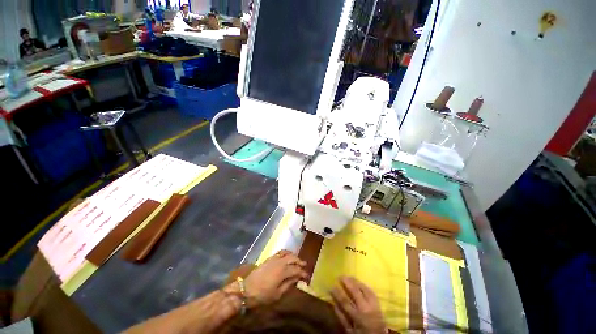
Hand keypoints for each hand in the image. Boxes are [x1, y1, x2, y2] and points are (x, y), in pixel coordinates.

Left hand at [226, 250, 307, 307]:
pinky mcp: (269, 258)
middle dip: (299, 261)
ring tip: (297, 259)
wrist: (246, 290)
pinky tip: (286, 256)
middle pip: (293, 258)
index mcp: (283, 271)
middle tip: (304, 265)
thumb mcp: (277, 294)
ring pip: (287, 253)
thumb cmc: (262, 295)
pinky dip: (286, 252)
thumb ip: (288, 285)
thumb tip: (297, 279)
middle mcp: (280, 262)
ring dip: (293, 255)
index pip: (296, 270)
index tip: (307, 277)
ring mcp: (274, 259)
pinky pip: (280, 252)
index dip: (303, 273)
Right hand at [331, 276, 387, 333]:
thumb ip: (342, 317)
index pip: (345, 302)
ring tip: (348, 276)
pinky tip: (359, 282)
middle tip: (340, 276)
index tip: (331, 286)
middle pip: (355, 292)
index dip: (337, 293)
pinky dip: (364, 285)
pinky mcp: (378, 304)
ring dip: (356, 281)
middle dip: (347, 282)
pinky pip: (371, 291)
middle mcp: (366, 308)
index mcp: (357, 316)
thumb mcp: (349, 330)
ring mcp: (373, 305)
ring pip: (364, 289)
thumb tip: (334, 303)